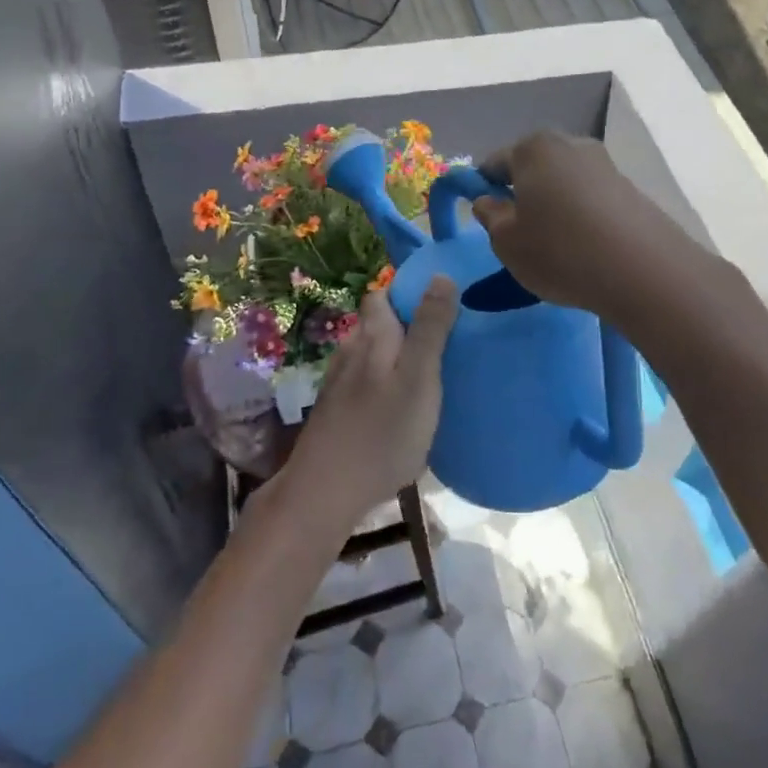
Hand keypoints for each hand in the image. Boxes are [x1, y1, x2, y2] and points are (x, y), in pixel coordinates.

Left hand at [282, 278, 458, 525]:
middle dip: (405, 325)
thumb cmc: (382, 433)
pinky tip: (397, 405)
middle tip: (442, 341)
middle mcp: (350, 350)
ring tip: (424, 372)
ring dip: (393, 355)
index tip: (440, 303)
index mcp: (372, 336)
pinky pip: (363, 381)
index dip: (407, 292)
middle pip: (376, 324)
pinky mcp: (334, 410)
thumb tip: (441, 275)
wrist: (325, 492)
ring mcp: (337, 381)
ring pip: (369, 354)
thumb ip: (431, 328)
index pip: (382, 294)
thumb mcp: (419, 378)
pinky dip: (381, 382)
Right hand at [471, 132, 684, 320]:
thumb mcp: (507, 242)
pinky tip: (585, 246)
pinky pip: (591, 197)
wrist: (642, 271)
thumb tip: (487, 201)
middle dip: (523, 193)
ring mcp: (605, 164)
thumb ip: (489, 216)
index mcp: (533, 148)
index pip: (494, 163)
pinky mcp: (630, 188)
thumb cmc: (559, 251)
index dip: (484, 189)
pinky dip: (582, 215)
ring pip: (564, 182)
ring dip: (554, 204)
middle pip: (533, 167)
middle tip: (520, 232)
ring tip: (556, 244)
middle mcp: (570, 144)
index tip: (486, 218)